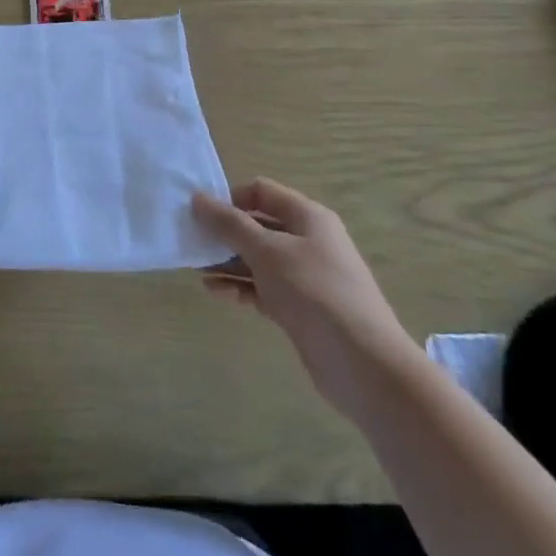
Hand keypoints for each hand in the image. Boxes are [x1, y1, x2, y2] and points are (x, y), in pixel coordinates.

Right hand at [192, 179, 419, 422]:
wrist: (363, 364)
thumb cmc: (313, 291)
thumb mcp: (266, 251)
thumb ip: (229, 223)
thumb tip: (197, 197)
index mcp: (307, 217)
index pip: (261, 192)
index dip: (230, 198)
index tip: (201, 214)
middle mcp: (308, 241)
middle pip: (258, 225)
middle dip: (225, 233)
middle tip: (192, 243)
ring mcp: (305, 276)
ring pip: (258, 259)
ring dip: (228, 262)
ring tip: (197, 270)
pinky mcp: (301, 307)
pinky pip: (264, 287)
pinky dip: (241, 286)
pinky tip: (216, 292)